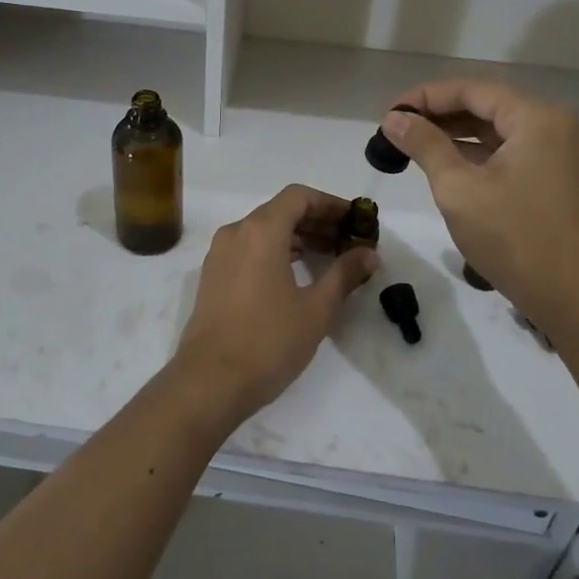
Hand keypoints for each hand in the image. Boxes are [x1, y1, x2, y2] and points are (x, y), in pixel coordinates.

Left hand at [171, 185, 378, 429]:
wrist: (209, 382)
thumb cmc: (268, 341)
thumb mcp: (316, 309)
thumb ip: (344, 274)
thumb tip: (369, 254)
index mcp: (261, 231)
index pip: (299, 196)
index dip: (331, 204)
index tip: (355, 221)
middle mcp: (236, 232)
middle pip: (281, 210)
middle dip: (317, 221)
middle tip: (349, 241)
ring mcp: (220, 253)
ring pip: (264, 230)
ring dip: (297, 237)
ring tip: (329, 257)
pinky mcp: (213, 275)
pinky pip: (249, 248)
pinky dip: (275, 251)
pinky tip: (296, 274)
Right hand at [380, 81, 578, 327]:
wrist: (576, 300)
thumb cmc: (514, 238)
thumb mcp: (458, 188)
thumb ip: (424, 145)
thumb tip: (393, 118)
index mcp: (536, 117)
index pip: (471, 90)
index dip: (425, 97)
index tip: (388, 111)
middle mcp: (554, 125)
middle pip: (486, 105)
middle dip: (439, 114)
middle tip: (395, 127)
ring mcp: (560, 153)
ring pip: (497, 130)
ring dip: (455, 135)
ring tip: (411, 144)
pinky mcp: (558, 178)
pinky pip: (510, 152)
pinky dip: (477, 154)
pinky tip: (445, 164)